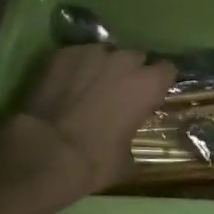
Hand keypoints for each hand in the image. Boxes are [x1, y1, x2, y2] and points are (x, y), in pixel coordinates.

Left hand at [0, 44, 175, 209]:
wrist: (45, 151)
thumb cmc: (94, 161)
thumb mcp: (125, 162)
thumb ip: (132, 141)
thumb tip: (127, 145)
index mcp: (148, 85)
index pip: (167, 69)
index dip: (158, 82)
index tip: (149, 95)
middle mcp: (124, 60)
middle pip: (135, 57)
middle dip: (129, 72)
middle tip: (116, 93)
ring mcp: (92, 52)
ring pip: (104, 53)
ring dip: (101, 67)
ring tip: (87, 87)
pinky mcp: (64, 53)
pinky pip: (77, 55)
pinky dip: (74, 67)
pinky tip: (63, 85)